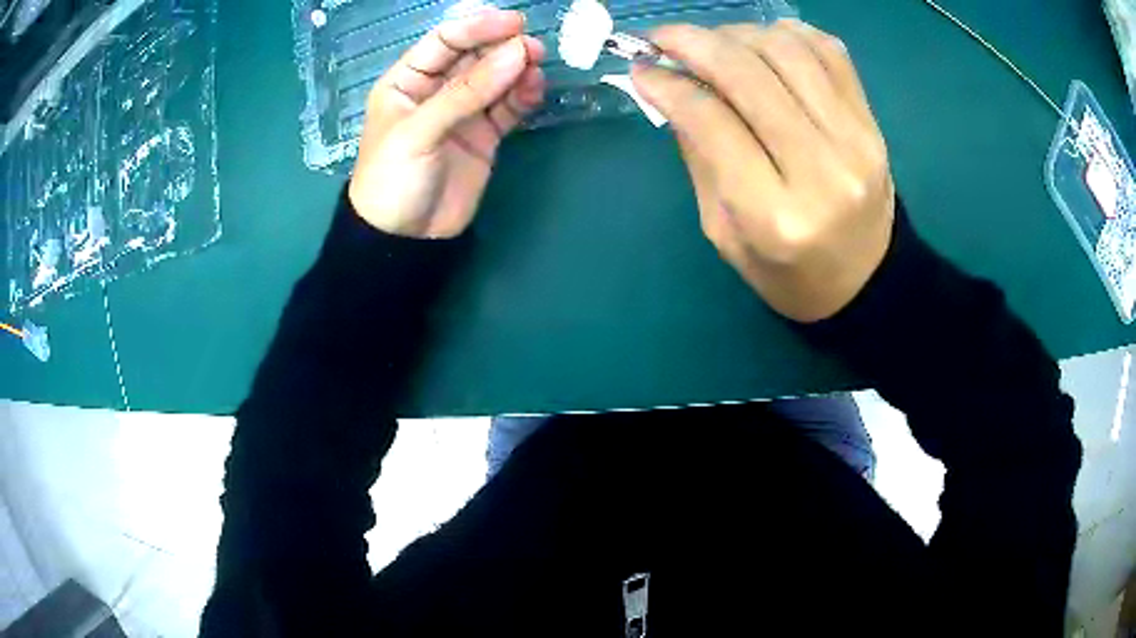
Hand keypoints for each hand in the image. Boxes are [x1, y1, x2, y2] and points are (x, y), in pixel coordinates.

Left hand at [348, 9, 545, 237]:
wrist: (405, 239)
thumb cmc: (393, 179)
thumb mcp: (420, 132)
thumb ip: (467, 93)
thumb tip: (517, 53)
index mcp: (407, 81)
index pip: (444, 41)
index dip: (477, 27)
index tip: (513, 23)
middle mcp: (436, 90)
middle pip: (474, 56)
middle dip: (502, 48)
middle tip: (533, 48)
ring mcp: (462, 112)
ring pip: (495, 80)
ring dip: (517, 70)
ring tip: (537, 68)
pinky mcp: (484, 135)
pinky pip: (507, 107)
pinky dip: (522, 96)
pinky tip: (535, 90)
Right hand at [632, 20, 894, 322]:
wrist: (866, 282)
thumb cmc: (789, 272)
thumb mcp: (726, 234)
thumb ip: (700, 158)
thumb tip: (670, 87)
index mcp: (774, 215)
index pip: (712, 121)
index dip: (668, 84)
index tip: (641, 67)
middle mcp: (821, 169)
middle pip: (749, 74)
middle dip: (694, 43)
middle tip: (664, 39)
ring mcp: (856, 139)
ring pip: (787, 51)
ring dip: (738, 33)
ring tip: (714, 43)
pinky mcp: (872, 123)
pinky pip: (830, 52)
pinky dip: (789, 35)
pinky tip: (763, 42)